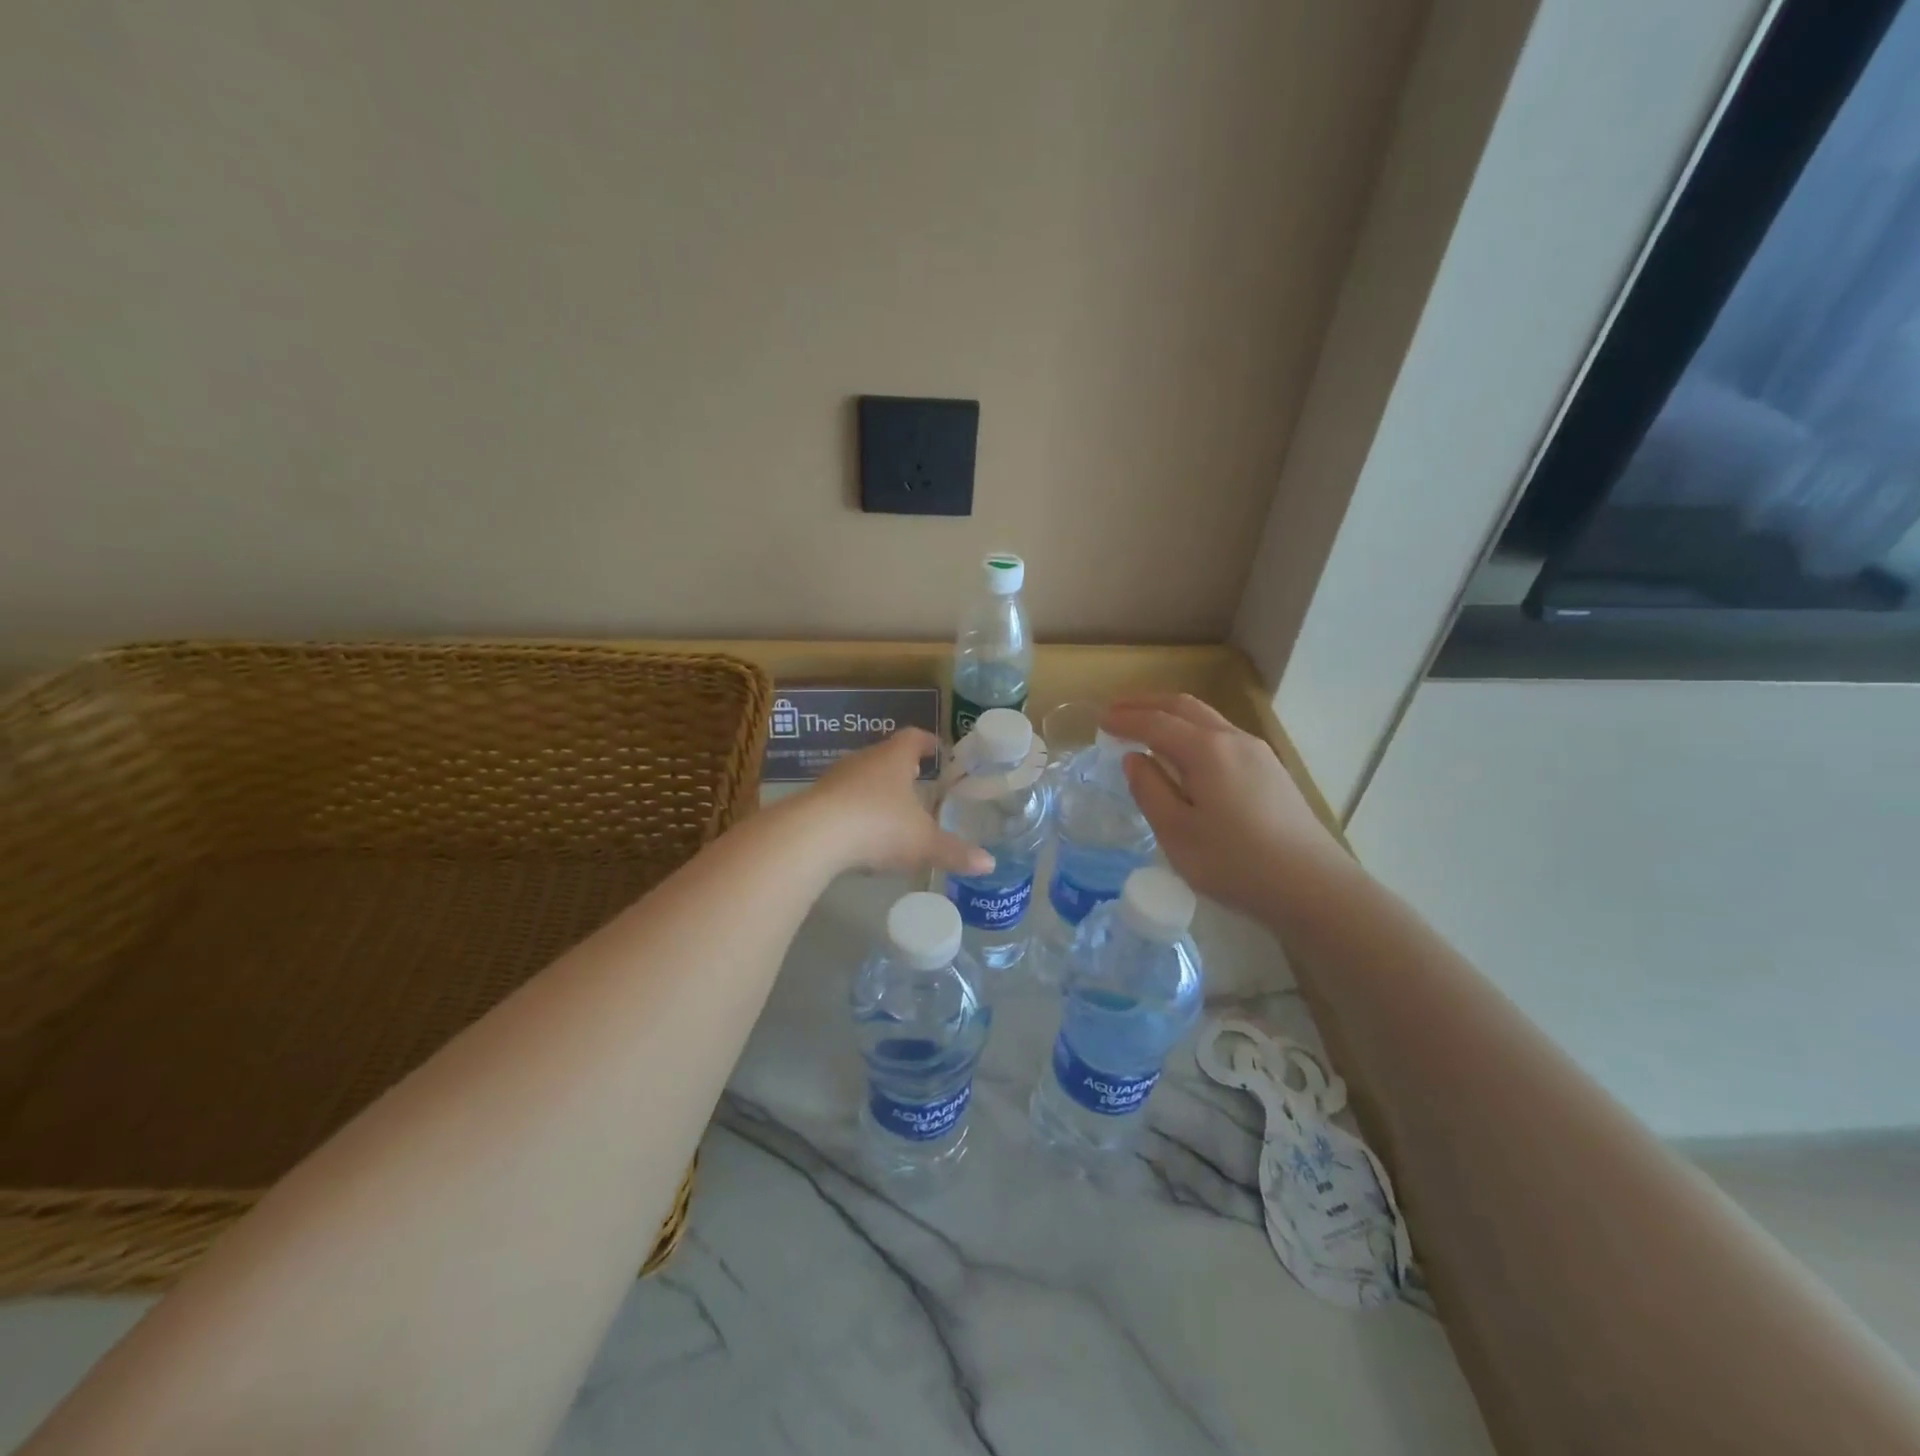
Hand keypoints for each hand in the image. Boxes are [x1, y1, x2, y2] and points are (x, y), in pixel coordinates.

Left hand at [800, 729, 992, 877]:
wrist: (812, 836)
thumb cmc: (878, 826)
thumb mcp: (923, 844)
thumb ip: (955, 852)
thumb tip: (989, 863)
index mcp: (894, 758)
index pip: (914, 737)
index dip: (928, 742)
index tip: (938, 749)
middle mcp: (864, 760)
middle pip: (886, 755)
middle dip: (902, 767)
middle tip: (919, 780)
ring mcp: (835, 778)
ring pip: (861, 776)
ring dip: (876, 789)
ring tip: (891, 809)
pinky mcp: (815, 801)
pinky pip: (841, 799)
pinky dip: (855, 810)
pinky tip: (861, 834)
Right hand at [1104, 694, 1343, 924]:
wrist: (1313, 886)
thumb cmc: (1236, 863)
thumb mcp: (1177, 833)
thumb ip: (1150, 790)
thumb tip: (1135, 759)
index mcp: (1206, 750)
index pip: (1156, 723)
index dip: (1125, 719)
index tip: (1099, 721)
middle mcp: (1233, 739)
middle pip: (1184, 706)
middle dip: (1147, 703)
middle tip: (1116, 711)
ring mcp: (1257, 752)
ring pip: (1207, 718)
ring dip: (1172, 715)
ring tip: (1146, 726)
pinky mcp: (1270, 770)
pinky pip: (1222, 735)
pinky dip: (1192, 731)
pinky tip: (1185, 753)